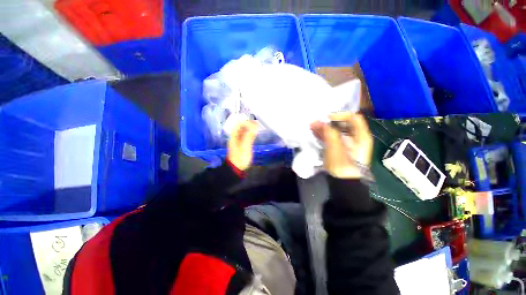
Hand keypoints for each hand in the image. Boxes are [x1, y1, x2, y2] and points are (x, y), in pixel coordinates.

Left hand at [227, 120, 258, 170]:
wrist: (236, 168)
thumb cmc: (240, 157)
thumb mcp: (245, 147)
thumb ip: (249, 136)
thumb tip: (254, 126)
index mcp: (234, 137)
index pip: (238, 125)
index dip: (245, 122)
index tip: (254, 122)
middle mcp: (235, 137)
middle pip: (240, 128)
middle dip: (248, 124)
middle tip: (257, 124)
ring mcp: (238, 142)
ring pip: (243, 132)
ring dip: (249, 129)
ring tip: (257, 128)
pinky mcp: (241, 145)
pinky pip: (245, 137)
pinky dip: (250, 134)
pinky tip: (254, 135)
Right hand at [311, 112, 372, 178]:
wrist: (343, 182)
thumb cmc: (342, 163)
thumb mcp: (335, 146)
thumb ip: (328, 132)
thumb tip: (319, 122)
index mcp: (361, 135)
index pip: (353, 117)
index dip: (340, 115)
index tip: (327, 118)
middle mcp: (356, 138)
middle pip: (343, 124)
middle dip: (329, 122)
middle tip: (316, 122)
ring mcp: (347, 144)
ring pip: (336, 131)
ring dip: (325, 128)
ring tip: (312, 126)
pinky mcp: (340, 149)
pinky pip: (332, 138)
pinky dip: (324, 135)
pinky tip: (315, 133)